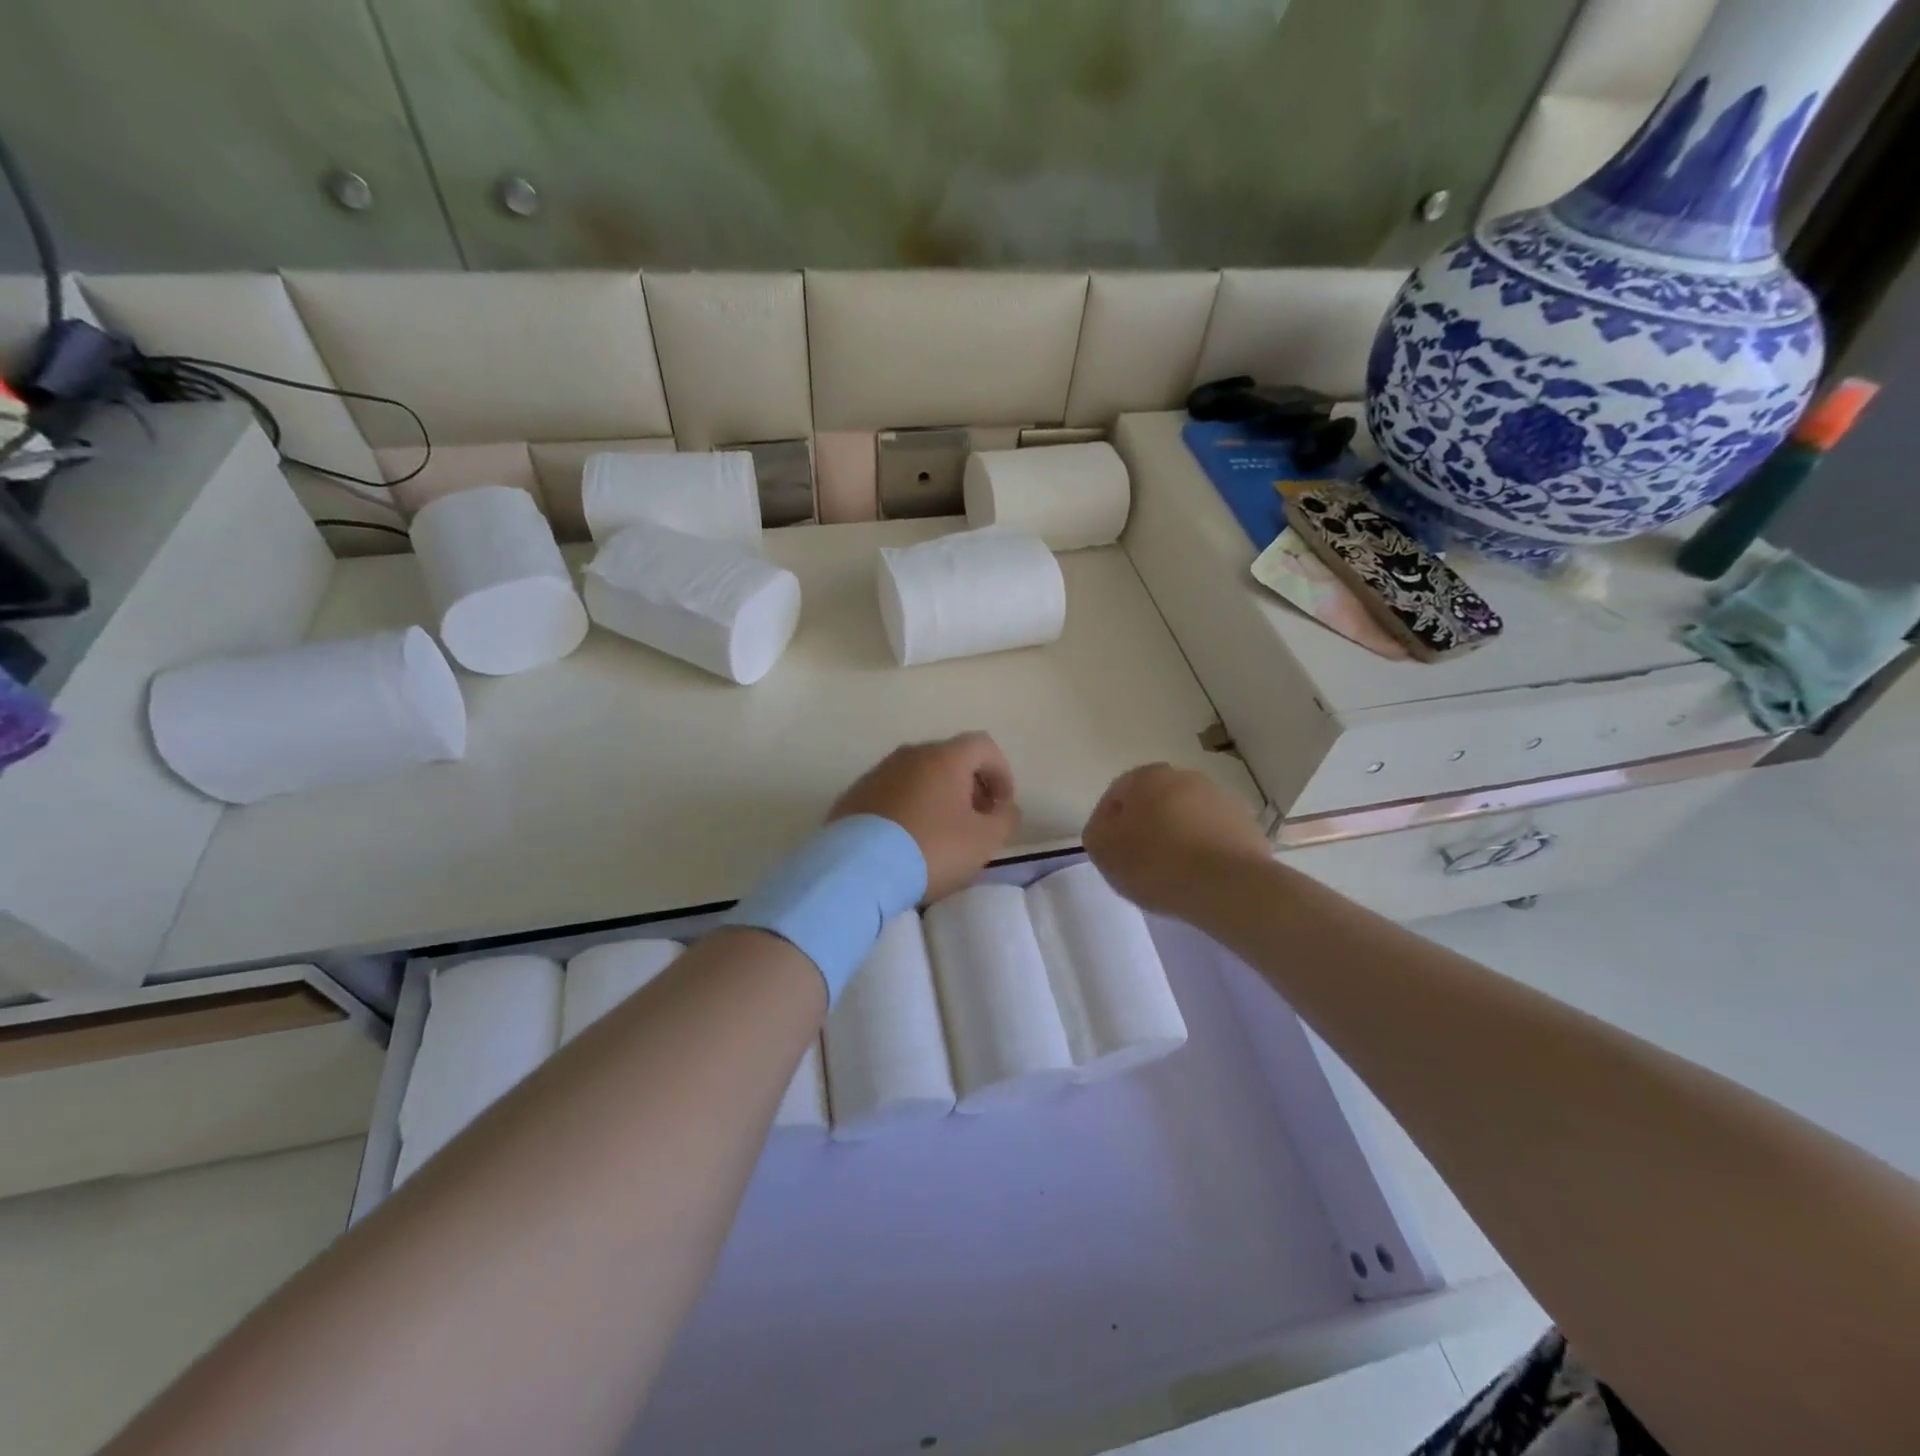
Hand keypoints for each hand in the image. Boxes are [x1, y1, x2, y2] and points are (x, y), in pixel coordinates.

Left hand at [831, 733, 1018, 900]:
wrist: (856, 869)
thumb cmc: (931, 849)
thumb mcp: (984, 841)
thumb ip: (1005, 818)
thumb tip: (1004, 808)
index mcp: (944, 757)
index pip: (983, 746)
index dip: (1001, 773)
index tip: (1002, 806)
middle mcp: (910, 755)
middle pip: (949, 759)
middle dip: (969, 786)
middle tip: (975, 821)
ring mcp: (877, 772)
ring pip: (918, 776)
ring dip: (936, 797)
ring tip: (940, 834)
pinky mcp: (854, 795)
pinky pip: (891, 793)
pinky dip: (907, 808)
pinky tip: (906, 840)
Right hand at [1083, 763, 1270, 918]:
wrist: (1227, 886)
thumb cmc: (1156, 863)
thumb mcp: (1103, 850)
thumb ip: (1097, 831)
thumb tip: (1108, 828)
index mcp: (1148, 777)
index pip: (1118, 794)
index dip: (1108, 823)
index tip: (1109, 852)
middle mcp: (1186, 777)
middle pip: (1155, 802)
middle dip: (1146, 826)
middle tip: (1138, 861)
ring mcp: (1221, 799)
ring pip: (1187, 817)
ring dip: (1178, 836)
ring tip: (1172, 873)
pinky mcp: (1247, 825)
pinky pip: (1215, 836)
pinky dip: (1205, 850)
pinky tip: (1200, 876)